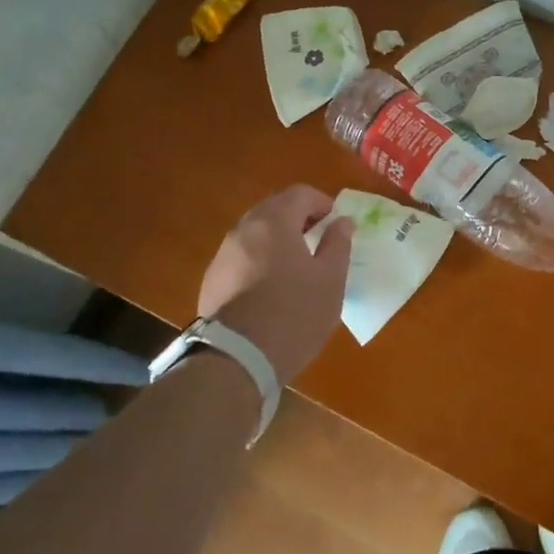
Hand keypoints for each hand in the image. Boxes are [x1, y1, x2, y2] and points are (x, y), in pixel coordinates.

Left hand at [197, 186, 352, 387]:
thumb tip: (342, 222)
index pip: (300, 193)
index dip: (322, 202)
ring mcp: (222, 256)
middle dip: (298, 219)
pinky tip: (270, 290)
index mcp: (274, 221)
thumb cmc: (294, 314)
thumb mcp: (330, 280)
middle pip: (274, 210)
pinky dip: (259, 262)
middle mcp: (243, 230)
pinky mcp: (211, 282)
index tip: (335, 222)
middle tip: (318, 241)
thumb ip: (338, 244)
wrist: (236, 360)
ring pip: (255, 235)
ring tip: (296, 267)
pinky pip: (241, 259)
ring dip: (277, 241)